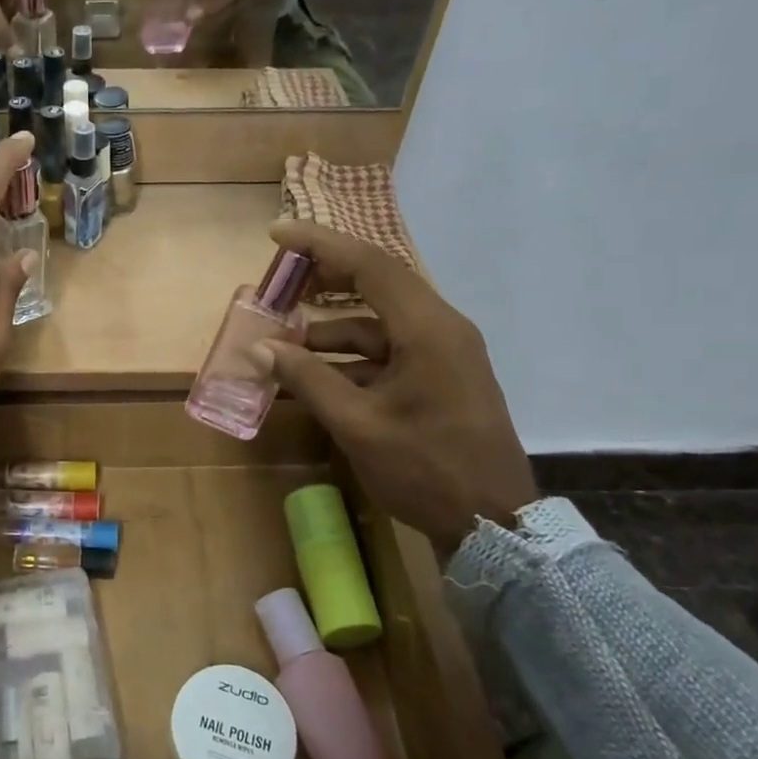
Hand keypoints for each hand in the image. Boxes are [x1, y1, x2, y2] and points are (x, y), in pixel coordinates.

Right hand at [257, 221, 537, 558]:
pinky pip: (388, 351)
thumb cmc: (426, 469)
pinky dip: (350, 357)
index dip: (320, 244)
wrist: (495, 524)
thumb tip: (262, 347)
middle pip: (376, 283)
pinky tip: (314, 375)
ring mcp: (443, 353)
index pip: (370, 264)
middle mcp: (440, 328)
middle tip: (277, 282)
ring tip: (284, 341)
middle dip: (323, 279)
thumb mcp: (357, 424)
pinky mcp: (440, 377)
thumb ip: (307, 379)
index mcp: (427, 329)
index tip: (276, 233)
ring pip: (379, 322)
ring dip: (331, 327)